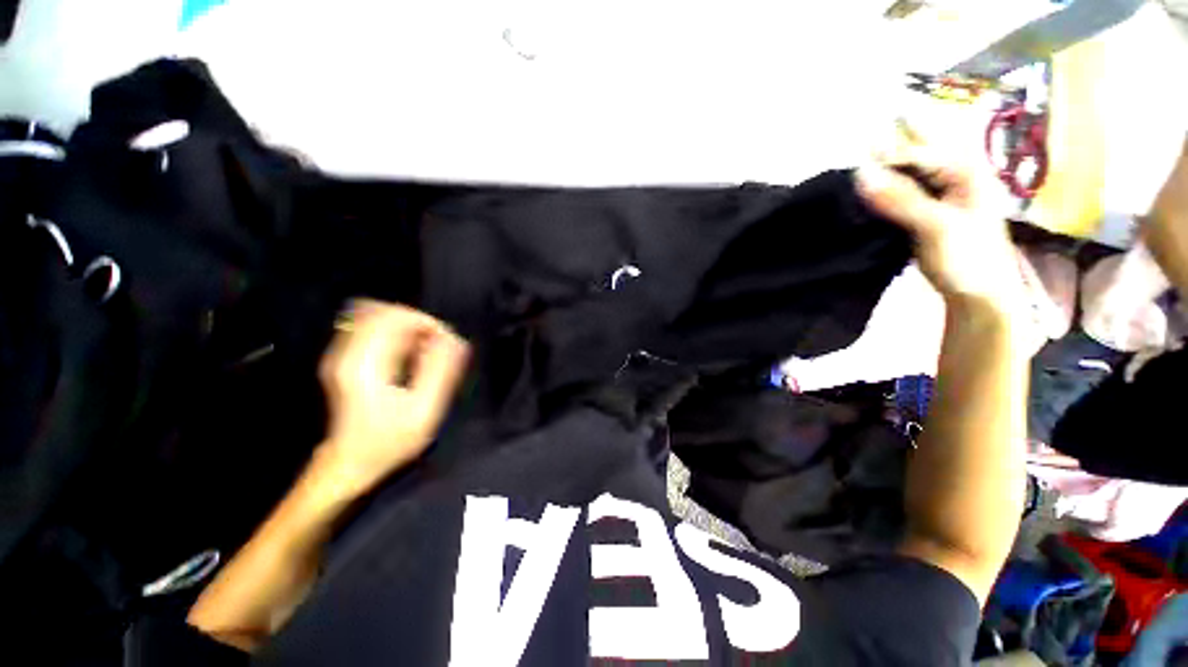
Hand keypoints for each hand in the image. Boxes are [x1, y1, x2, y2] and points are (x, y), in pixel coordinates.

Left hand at [316, 300, 469, 493]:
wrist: (348, 464)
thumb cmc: (388, 442)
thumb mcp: (424, 411)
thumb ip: (441, 371)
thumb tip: (455, 339)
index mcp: (365, 364)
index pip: (394, 317)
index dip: (426, 322)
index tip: (445, 340)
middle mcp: (346, 352)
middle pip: (383, 311)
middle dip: (417, 321)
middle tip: (437, 343)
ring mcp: (341, 354)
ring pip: (376, 317)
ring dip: (407, 327)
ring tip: (424, 348)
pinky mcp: (344, 359)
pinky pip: (371, 329)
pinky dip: (396, 334)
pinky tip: (409, 353)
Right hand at [856, 146, 1021, 311]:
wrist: (977, 295)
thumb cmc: (967, 258)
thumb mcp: (935, 226)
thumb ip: (900, 198)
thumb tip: (860, 173)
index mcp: (964, 171)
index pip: (917, 151)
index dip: (886, 148)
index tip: (855, 145)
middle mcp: (952, 176)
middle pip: (915, 154)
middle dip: (888, 147)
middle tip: (858, 140)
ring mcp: (938, 196)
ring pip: (905, 174)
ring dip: (881, 170)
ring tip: (855, 165)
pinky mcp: (924, 215)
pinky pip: (900, 194)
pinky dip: (882, 192)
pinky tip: (865, 193)